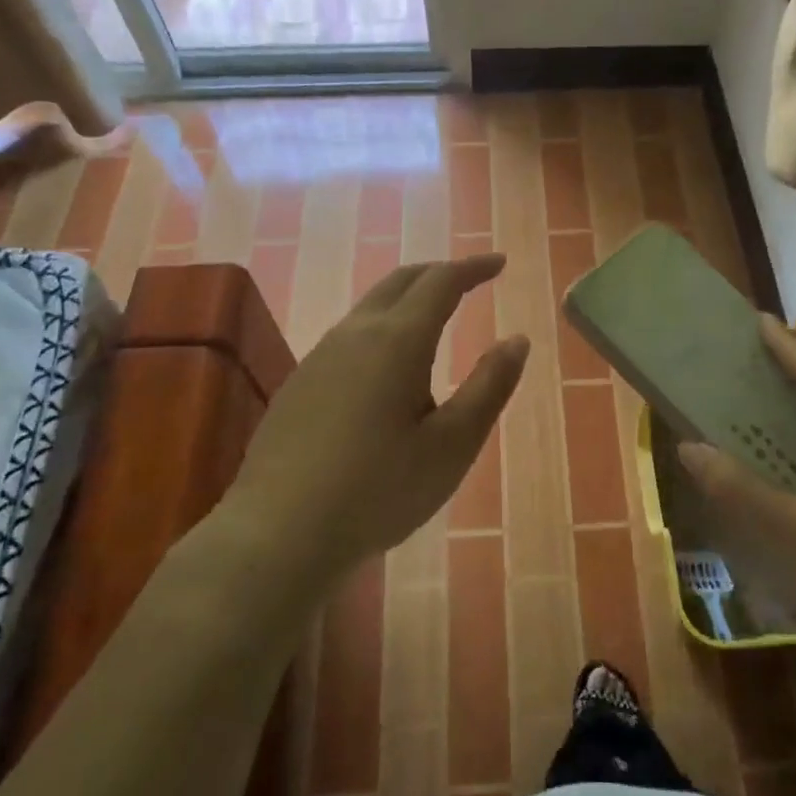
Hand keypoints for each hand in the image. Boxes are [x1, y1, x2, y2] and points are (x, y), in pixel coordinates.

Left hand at [227, 254, 528, 584]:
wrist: (278, 533)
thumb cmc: (379, 490)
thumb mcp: (452, 445)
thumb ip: (489, 387)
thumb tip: (517, 339)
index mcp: (397, 341)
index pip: (441, 281)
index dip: (474, 267)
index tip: (500, 263)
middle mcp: (355, 334)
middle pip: (400, 281)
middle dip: (439, 273)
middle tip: (470, 279)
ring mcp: (319, 357)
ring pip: (370, 307)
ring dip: (407, 299)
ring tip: (434, 320)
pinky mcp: (298, 383)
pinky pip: (349, 336)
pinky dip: (381, 327)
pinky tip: (386, 368)